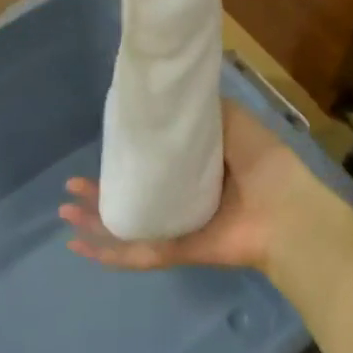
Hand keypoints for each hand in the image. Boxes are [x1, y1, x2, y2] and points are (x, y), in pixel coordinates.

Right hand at [59, 101, 346, 276]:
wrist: (285, 211)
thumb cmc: (262, 162)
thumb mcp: (232, 121)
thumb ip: (203, 112)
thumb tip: (171, 98)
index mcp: (197, 171)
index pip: (154, 165)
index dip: (126, 157)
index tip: (103, 147)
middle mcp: (183, 199)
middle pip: (133, 197)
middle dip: (100, 193)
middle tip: (72, 185)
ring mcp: (178, 228)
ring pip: (127, 226)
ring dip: (94, 222)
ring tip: (66, 211)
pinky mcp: (177, 251)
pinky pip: (136, 254)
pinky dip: (108, 253)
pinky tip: (79, 245)